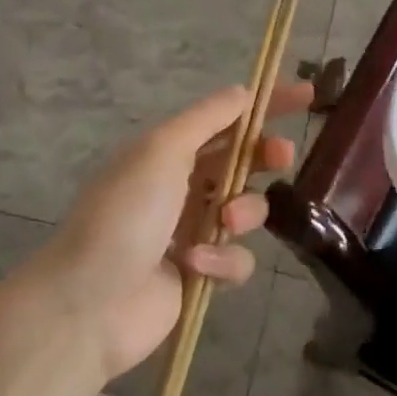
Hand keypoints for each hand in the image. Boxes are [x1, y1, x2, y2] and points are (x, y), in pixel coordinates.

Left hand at [29, 82, 312, 380]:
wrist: (89, 302)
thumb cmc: (126, 214)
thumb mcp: (163, 150)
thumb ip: (208, 119)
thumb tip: (243, 93)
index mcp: (169, 152)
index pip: (227, 119)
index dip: (266, 105)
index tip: (307, 97)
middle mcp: (182, 186)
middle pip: (243, 162)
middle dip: (265, 157)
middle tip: (280, 157)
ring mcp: (192, 231)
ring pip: (247, 210)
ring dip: (243, 211)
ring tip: (224, 221)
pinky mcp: (201, 273)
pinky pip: (236, 258)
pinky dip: (222, 259)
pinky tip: (195, 265)